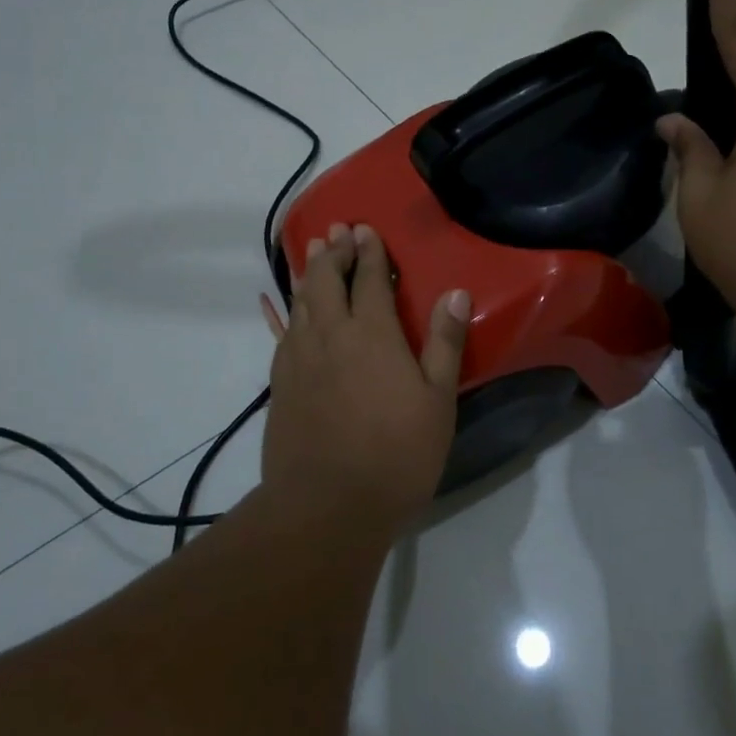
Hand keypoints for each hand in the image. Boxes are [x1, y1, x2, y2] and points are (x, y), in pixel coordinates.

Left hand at [259, 223, 469, 526]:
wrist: (326, 506)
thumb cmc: (396, 454)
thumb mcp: (437, 400)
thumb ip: (443, 342)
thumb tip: (454, 292)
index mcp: (372, 334)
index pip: (370, 279)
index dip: (369, 252)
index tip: (366, 229)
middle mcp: (330, 335)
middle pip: (328, 281)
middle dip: (334, 251)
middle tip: (338, 230)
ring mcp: (299, 359)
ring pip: (301, 302)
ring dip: (310, 273)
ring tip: (313, 251)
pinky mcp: (280, 384)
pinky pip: (282, 332)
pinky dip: (285, 310)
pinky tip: (284, 307)